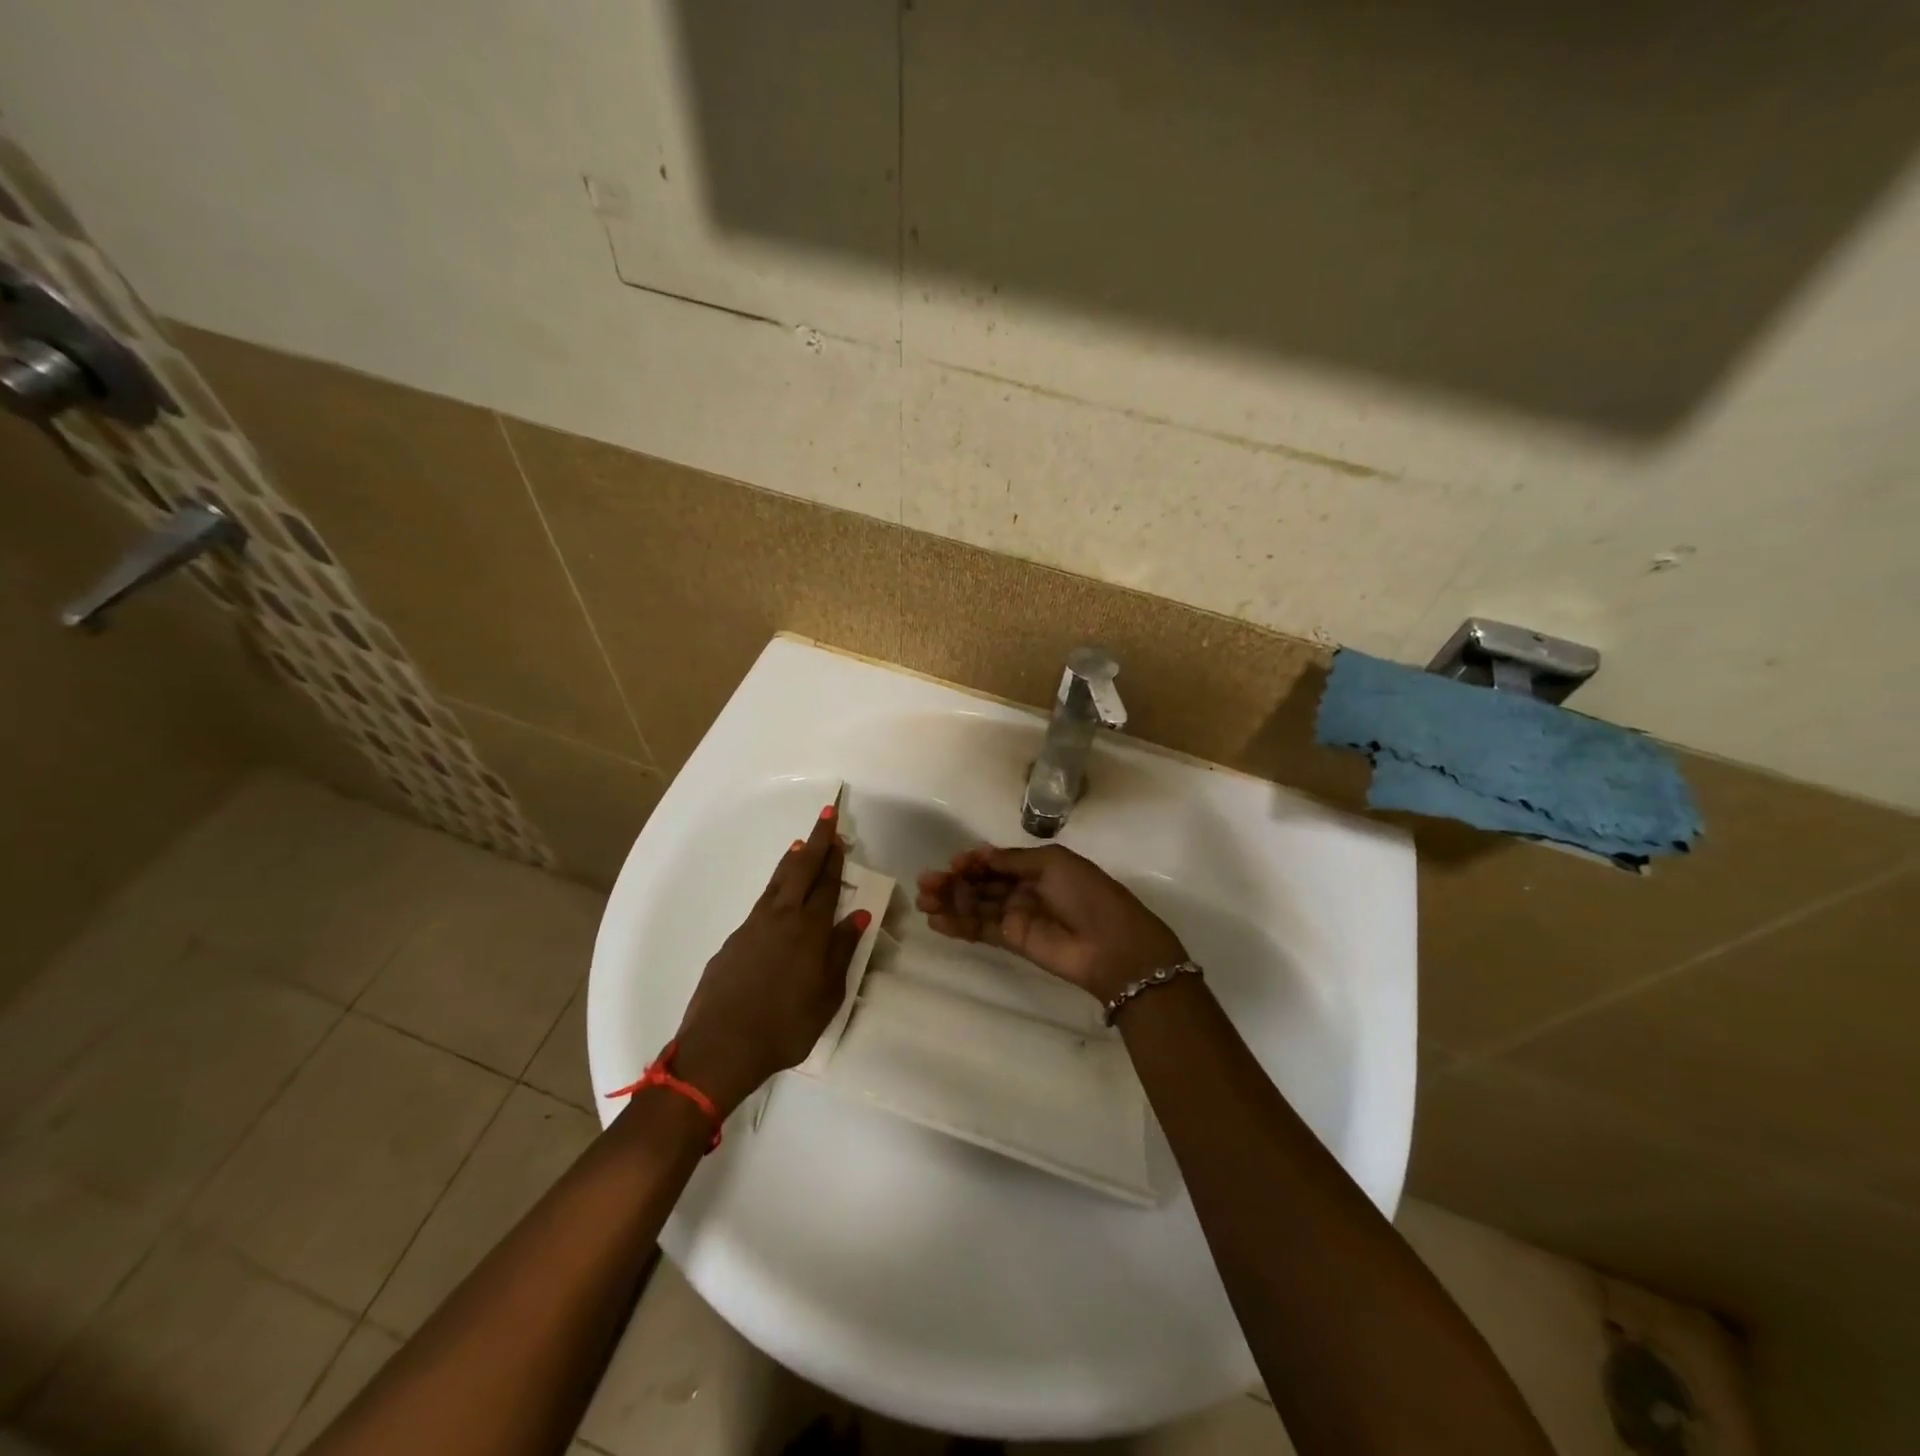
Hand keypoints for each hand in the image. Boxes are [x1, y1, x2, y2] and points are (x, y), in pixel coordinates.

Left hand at [673, 804, 870, 1115]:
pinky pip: (761, 903)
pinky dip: (774, 887)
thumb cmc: (785, 1026)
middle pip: (802, 870)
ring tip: (800, 846)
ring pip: (777, 882)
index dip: (835, 858)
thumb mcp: (828, 995)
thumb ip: (842, 951)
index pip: (827, 884)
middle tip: (826, 816)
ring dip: (792, 861)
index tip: (840, 834)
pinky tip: (776, 895)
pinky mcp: (733, 941)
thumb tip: (858, 914)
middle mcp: (782, 918)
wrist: (721, 1046)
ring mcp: (753, 926)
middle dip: (816, 842)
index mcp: (810, 930)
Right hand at [915, 844, 1187, 1003]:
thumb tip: (980, 854)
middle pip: (980, 884)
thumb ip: (1014, 860)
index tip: (953, 862)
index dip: (973, 861)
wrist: (1112, 944)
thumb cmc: (1087, 894)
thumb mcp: (1054, 863)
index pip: (996, 862)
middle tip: (925, 882)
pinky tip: (937, 920)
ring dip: (949, 902)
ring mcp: (1017, 916)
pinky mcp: (1013, 941)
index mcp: (1037, 866)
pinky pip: (981, 930)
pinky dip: (959, 925)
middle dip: (953, 881)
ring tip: (924, 900)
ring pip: (976, 906)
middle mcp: (1024, 889)